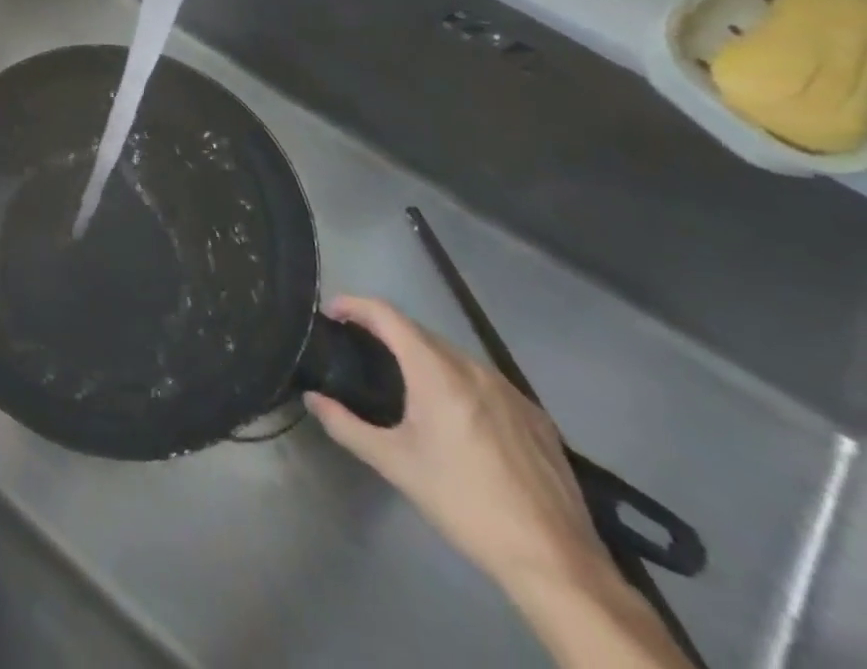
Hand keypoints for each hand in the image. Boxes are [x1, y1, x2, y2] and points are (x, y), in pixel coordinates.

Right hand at [307, 297, 608, 597]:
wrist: (554, 561)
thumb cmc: (463, 502)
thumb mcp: (394, 464)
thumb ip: (345, 425)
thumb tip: (312, 398)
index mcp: (436, 371)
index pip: (386, 315)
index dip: (353, 305)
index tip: (330, 312)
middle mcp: (474, 368)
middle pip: (419, 331)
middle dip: (385, 331)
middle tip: (359, 347)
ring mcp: (511, 391)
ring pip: (454, 355)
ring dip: (422, 355)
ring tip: (403, 379)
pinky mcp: (537, 417)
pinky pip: (485, 380)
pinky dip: (458, 380)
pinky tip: (455, 414)